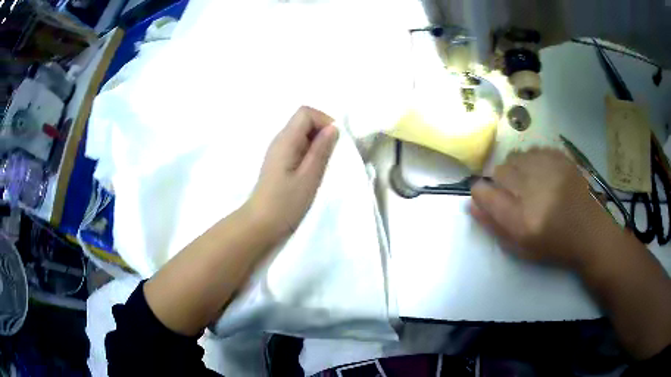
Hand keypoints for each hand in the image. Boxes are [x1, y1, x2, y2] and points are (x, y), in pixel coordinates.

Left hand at [246, 106, 338, 240]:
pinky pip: (298, 147)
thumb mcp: (309, 177)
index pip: (306, 112)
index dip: (324, 120)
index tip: (335, 142)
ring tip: (322, 166)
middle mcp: (280, 140)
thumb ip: (321, 150)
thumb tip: (333, 128)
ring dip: (317, 144)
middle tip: (330, 157)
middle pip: (303, 121)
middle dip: (322, 132)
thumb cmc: (285, 203)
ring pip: (302, 134)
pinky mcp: (279, 162)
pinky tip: (312, 172)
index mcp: (286, 140)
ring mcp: (278, 151)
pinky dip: (310, 153)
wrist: (261, 224)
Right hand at [470, 148, 617, 268]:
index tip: (488, 198)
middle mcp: (533, 189)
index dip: (481, 194)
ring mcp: (549, 169)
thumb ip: (494, 226)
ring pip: (515, 157)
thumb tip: (472, 204)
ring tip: (529, 183)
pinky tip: (542, 174)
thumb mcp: (521, 248)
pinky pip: (533, 150)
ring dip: (516, 170)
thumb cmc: (555, 246)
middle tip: (515, 195)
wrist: (591, 231)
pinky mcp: (561, 158)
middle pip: (499, 171)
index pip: (484, 193)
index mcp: (521, 219)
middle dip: (500, 182)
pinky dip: (531, 161)